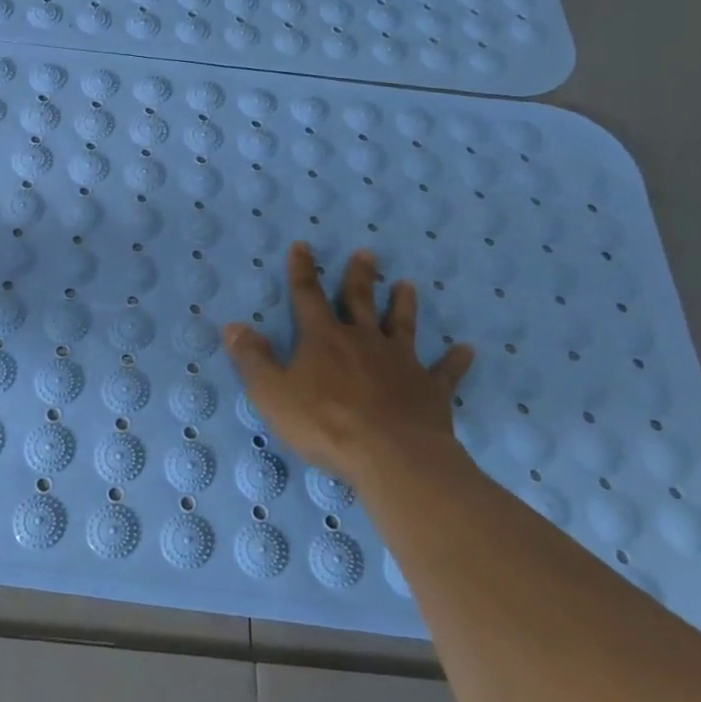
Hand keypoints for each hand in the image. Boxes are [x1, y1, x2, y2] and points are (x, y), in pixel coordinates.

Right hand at [225, 244, 474, 485]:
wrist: (392, 456)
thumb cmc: (325, 423)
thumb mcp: (273, 393)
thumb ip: (253, 359)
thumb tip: (232, 326)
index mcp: (324, 339)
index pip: (308, 296)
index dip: (303, 271)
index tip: (303, 245)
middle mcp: (363, 340)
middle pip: (360, 300)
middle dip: (359, 276)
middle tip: (367, 252)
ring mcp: (400, 363)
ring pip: (401, 326)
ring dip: (403, 305)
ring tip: (407, 285)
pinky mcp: (430, 390)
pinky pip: (445, 372)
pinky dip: (455, 361)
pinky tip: (468, 350)